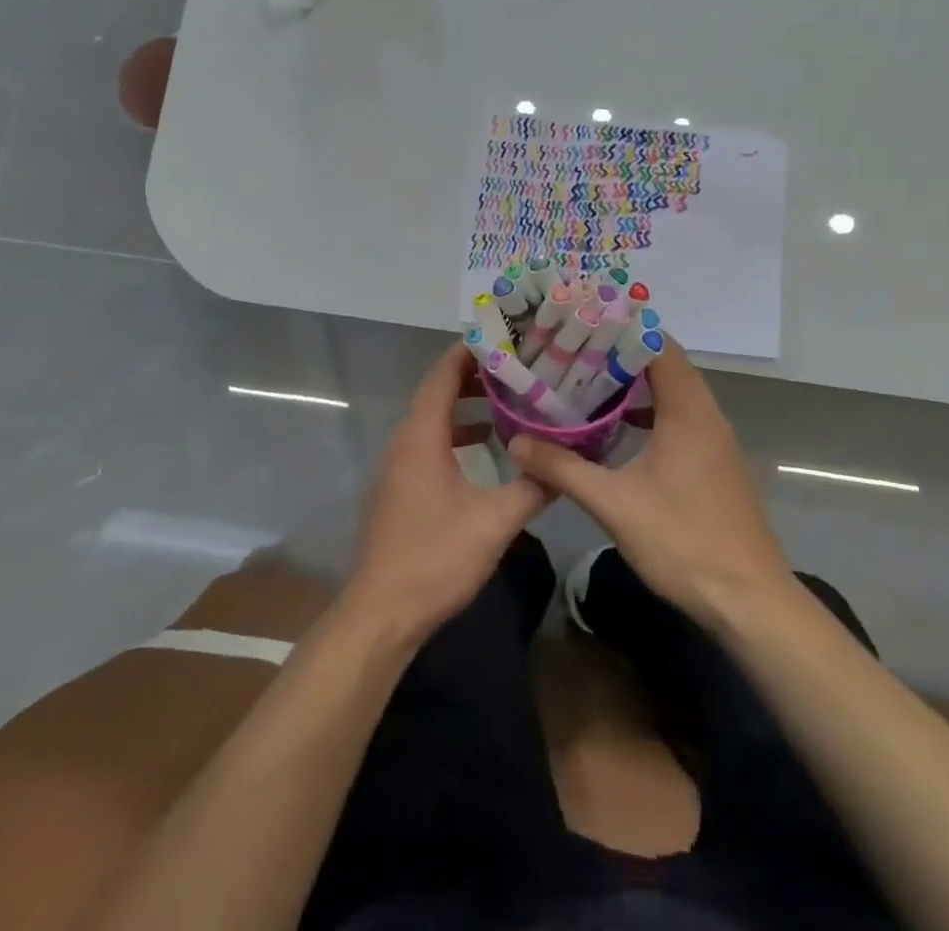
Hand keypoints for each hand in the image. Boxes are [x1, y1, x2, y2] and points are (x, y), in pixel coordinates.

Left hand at [344, 342, 550, 639]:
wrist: (382, 612)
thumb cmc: (435, 558)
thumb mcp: (495, 523)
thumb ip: (533, 488)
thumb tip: (566, 463)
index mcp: (421, 436)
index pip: (443, 374)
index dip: (470, 351)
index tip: (505, 336)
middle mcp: (404, 440)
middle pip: (438, 390)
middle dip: (475, 374)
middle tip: (518, 364)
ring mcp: (399, 463)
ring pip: (434, 417)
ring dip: (466, 404)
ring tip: (509, 396)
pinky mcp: (401, 485)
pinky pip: (430, 440)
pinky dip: (457, 431)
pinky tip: (487, 444)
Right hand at [506, 342, 791, 625]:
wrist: (750, 603)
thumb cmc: (684, 542)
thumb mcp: (614, 504)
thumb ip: (563, 469)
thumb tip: (517, 443)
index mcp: (688, 411)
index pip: (658, 346)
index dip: (621, 329)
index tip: (580, 324)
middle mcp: (706, 416)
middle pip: (664, 366)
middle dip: (619, 355)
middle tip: (571, 351)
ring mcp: (713, 442)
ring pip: (671, 395)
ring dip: (633, 386)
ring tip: (584, 381)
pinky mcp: (712, 465)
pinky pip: (677, 421)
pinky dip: (646, 414)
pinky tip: (613, 429)